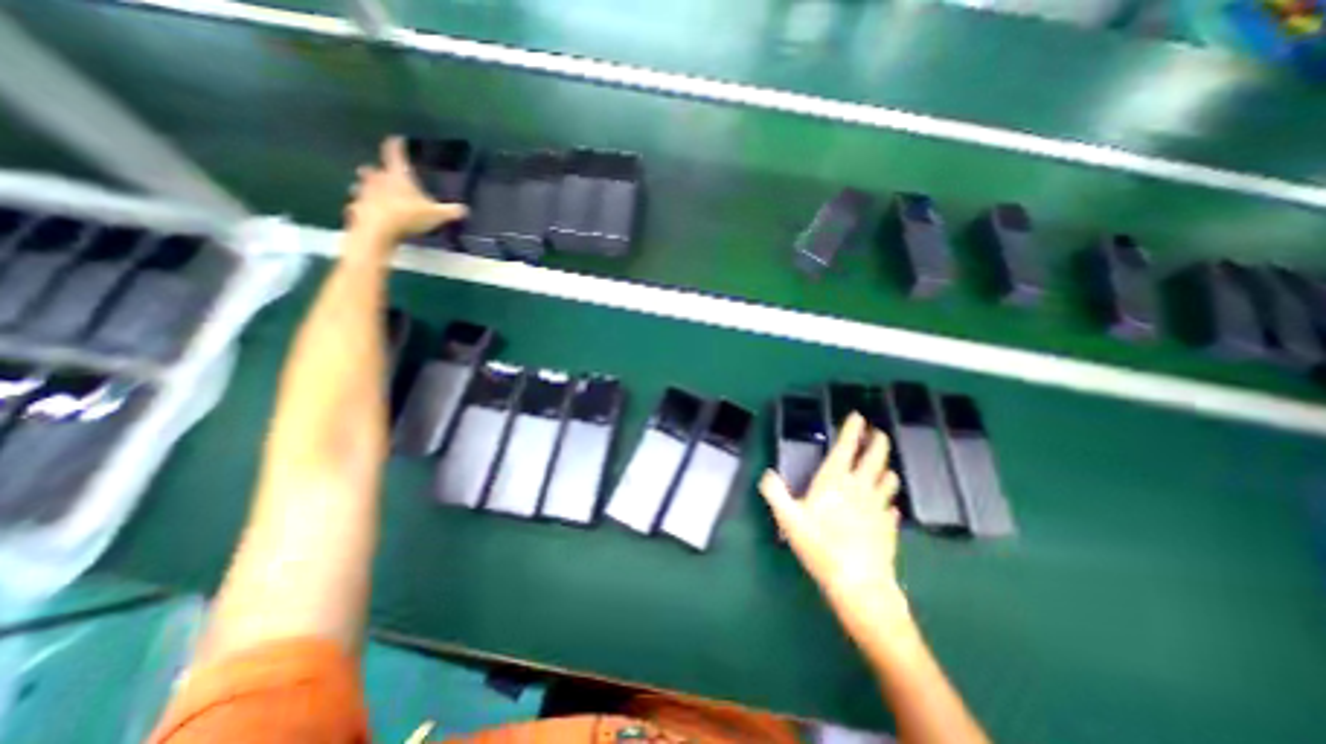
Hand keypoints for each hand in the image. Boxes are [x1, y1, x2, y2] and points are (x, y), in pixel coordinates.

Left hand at [343, 134, 467, 242]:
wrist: (377, 229)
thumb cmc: (407, 215)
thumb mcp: (436, 215)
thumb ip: (450, 211)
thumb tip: (465, 209)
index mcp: (397, 175)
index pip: (395, 153)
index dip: (397, 145)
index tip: (398, 139)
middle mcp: (377, 179)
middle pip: (373, 169)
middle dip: (377, 171)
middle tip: (382, 174)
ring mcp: (364, 192)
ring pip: (362, 185)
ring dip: (367, 188)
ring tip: (374, 195)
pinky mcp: (357, 208)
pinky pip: (360, 205)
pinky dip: (364, 208)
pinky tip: (370, 215)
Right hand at [760, 413, 918, 645]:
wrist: (859, 583)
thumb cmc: (820, 546)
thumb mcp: (788, 519)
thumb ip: (775, 493)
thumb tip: (767, 475)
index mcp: (835, 481)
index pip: (846, 447)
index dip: (852, 429)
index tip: (857, 416)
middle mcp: (860, 487)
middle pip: (875, 456)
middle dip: (877, 440)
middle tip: (877, 431)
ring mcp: (878, 505)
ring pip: (888, 478)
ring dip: (886, 468)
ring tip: (883, 465)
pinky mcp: (889, 525)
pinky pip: (892, 506)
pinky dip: (889, 499)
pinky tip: (886, 505)